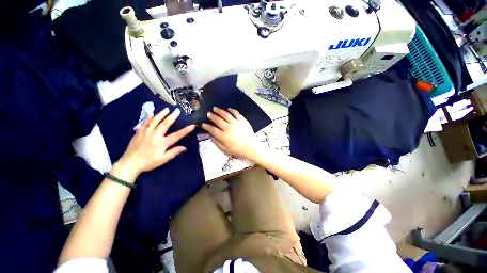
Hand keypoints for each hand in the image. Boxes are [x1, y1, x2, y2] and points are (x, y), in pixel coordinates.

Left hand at [117, 108, 194, 176]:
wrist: (129, 164)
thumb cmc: (149, 162)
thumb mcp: (163, 160)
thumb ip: (174, 152)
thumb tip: (185, 147)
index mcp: (162, 142)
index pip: (177, 135)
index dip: (186, 130)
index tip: (192, 125)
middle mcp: (155, 135)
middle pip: (165, 124)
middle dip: (172, 116)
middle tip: (177, 110)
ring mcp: (146, 132)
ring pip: (155, 121)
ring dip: (161, 114)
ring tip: (166, 109)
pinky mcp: (139, 132)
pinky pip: (145, 122)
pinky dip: (149, 117)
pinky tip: (151, 113)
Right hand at [202, 107, 259, 160]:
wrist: (251, 148)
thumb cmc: (238, 150)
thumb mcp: (226, 150)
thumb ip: (218, 143)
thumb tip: (211, 137)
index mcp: (223, 136)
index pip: (212, 129)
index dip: (206, 126)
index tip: (203, 124)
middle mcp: (228, 128)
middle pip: (218, 120)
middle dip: (212, 116)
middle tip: (208, 113)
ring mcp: (236, 123)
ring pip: (226, 114)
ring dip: (219, 111)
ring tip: (215, 108)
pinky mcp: (243, 120)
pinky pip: (236, 113)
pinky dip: (232, 110)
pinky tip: (228, 108)